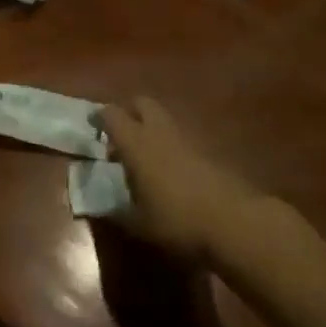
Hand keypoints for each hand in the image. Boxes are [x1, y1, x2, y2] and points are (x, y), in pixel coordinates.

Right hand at [99, 97, 260, 261]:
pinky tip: (168, 169)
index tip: (92, 127)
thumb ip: (116, 211)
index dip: (100, 118)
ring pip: (162, 117)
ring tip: (143, 155)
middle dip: (128, 112)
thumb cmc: (176, 220)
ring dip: (150, 127)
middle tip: (119, 135)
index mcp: (136, 143)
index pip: (112, 115)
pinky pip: (179, 135)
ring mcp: (186, 137)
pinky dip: (168, 142)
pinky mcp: (206, 149)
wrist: (232, 221)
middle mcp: (159, 131)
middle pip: (141, 103)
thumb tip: (99, 206)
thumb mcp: (138, 223)